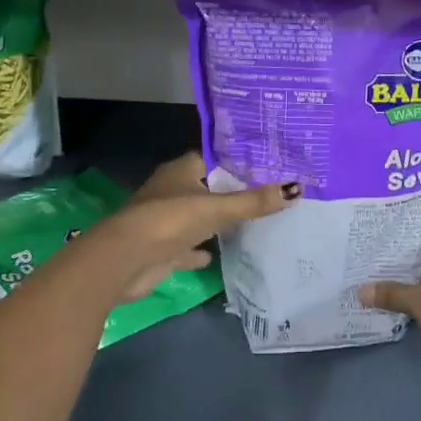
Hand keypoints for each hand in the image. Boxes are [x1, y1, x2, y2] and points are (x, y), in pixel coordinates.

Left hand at [96, 153, 295, 303]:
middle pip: (207, 188)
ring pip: (197, 218)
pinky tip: (217, 256)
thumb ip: (254, 201)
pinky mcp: (161, 250)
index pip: (213, 159)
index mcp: (181, 170)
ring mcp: (165, 221)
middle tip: (266, 193)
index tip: (266, 165)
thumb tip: (297, 188)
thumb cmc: (170, 220)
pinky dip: (200, 251)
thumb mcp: (217, 208)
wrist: (124, 261)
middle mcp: (172, 191)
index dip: (237, 161)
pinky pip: (187, 248)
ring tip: (250, 223)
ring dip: (215, 222)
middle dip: (231, 192)